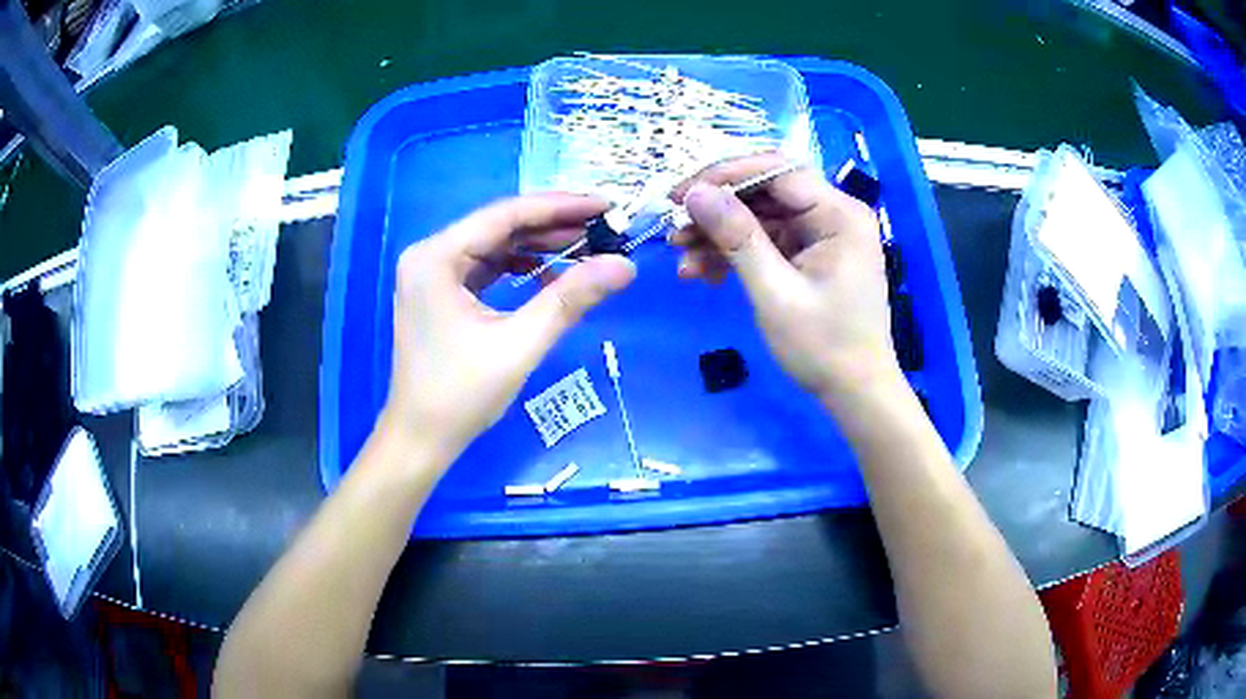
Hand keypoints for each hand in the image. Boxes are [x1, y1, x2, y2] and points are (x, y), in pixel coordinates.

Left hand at [382, 193, 635, 460]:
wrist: (420, 440)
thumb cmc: (461, 395)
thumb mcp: (520, 343)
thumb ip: (571, 298)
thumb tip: (625, 265)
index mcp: (436, 256)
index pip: (505, 215)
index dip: (560, 207)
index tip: (605, 205)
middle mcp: (430, 255)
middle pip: (499, 227)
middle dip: (552, 227)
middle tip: (604, 228)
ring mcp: (432, 274)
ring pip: (494, 247)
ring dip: (538, 248)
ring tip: (586, 248)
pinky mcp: (439, 294)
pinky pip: (485, 269)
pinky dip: (519, 269)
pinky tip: (550, 276)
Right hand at [673, 153, 902, 406]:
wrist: (854, 392)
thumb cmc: (824, 347)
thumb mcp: (775, 293)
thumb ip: (737, 238)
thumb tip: (695, 192)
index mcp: (839, 214)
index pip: (777, 171)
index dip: (725, 176)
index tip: (679, 195)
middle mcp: (832, 214)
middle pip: (765, 191)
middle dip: (717, 210)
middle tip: (675, 228)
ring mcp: (820, 234)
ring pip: (760, 217)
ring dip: (719, 235)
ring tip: (681, 257)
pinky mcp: (808, 254)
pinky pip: (765, 241)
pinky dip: (734, 254)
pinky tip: (703, 273)